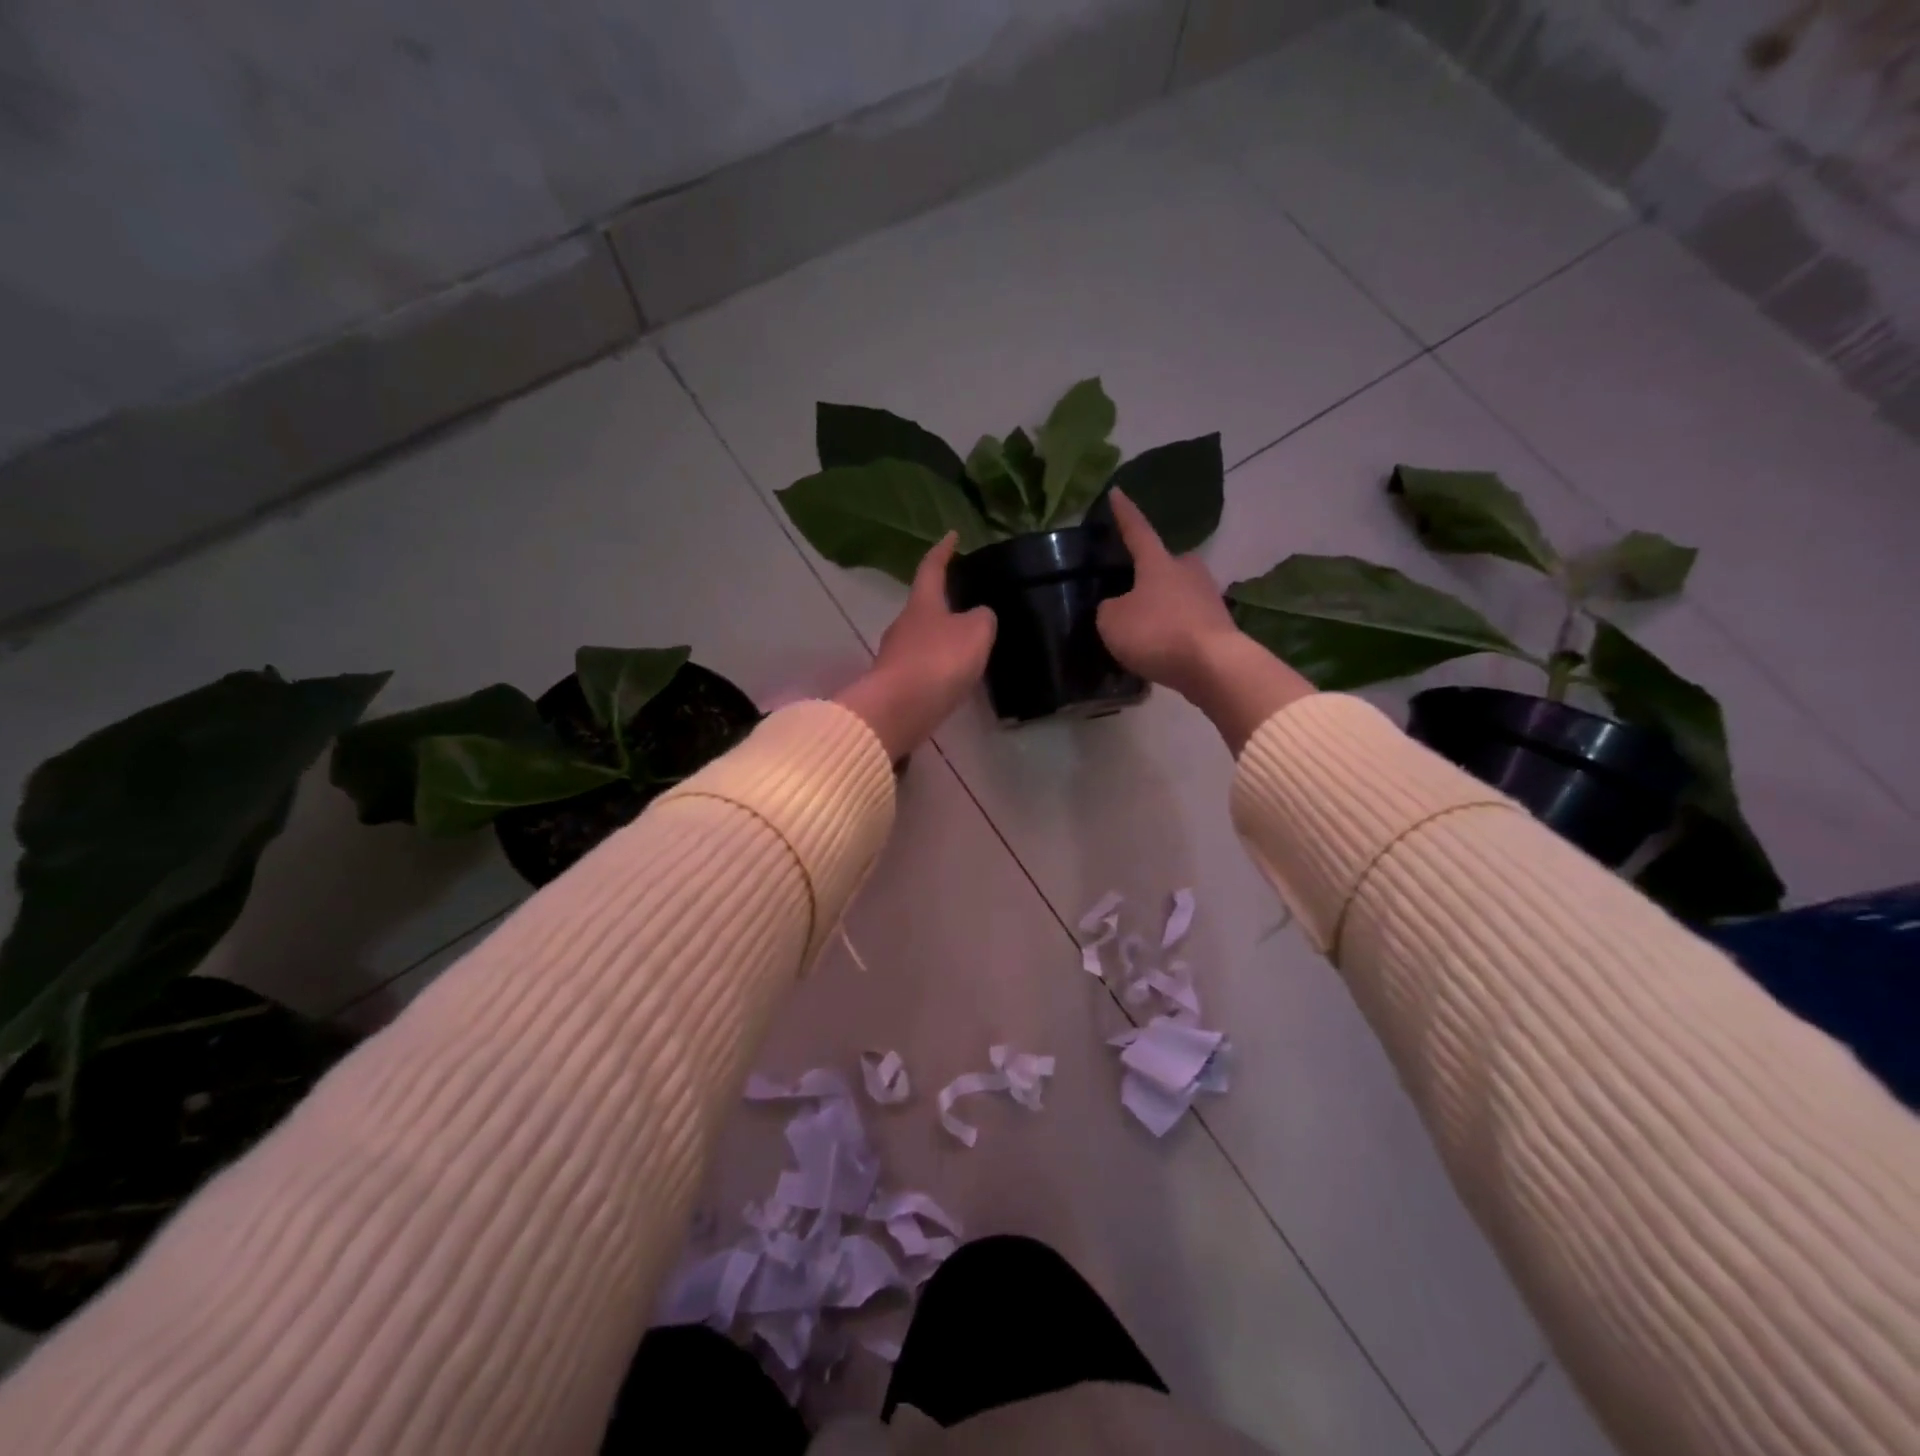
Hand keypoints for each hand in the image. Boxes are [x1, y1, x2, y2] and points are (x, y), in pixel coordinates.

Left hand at [835, 534, 995, 759]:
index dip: (943, 551)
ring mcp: (894, 656)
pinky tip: (950, 678)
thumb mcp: (975, 632)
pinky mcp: (894, 685)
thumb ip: (982, 618)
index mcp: (922, 604)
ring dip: (940, 640)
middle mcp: (903, 625)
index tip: (951, 536)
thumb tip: (978, 615)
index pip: (932, 568)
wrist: (898, 710)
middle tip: (965, 603)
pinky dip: (936, 668)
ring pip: (921, 640)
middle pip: (923, 607)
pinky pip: (920, 668)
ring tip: (964, 646)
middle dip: (942, 604)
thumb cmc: (938, 661)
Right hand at [1096, 490, 1313, 753]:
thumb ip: (1109, 608)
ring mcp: (1208, 597)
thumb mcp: (1112, 621)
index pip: (1137, 530)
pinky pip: (1188, 620)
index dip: (1124, 514)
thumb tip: (1118, 607)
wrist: (1213, 666)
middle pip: (1166, 563)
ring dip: (1163, 603)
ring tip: (1145, 622)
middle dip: (1151, 570)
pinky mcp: (1219, 625)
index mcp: (1158, 562)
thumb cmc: (1157, 633)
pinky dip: (1174, 628)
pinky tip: (1163, 645)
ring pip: (1179, 592)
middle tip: (1133, 583)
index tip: (1117, 492)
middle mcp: (1187, 571)